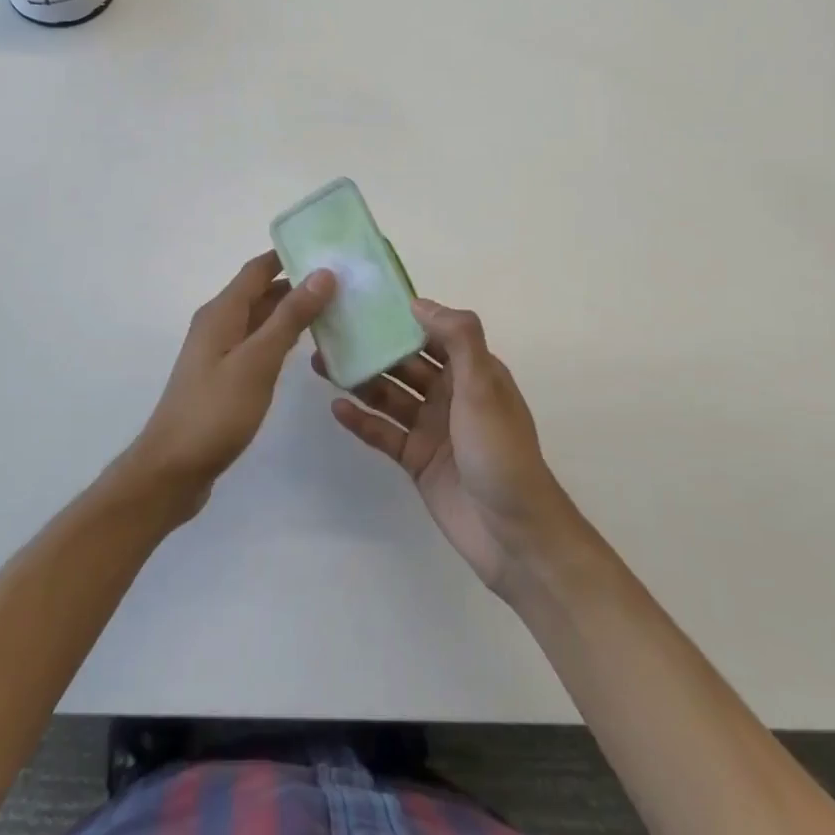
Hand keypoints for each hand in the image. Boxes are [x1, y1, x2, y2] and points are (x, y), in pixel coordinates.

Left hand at [125, 252, 336, 514]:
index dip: (289, 256)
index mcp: (221, 312)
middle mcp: (218, 324)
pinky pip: (257, 344)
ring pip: (260, 319)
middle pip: (260, 292)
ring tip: (334, 310)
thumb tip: (321, 273)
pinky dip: (281, 339)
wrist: (172, 469)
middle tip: (342, 282)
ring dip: (291, 312)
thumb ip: (290, 318)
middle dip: (297, 284)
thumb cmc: (215, 411)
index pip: (258, 269)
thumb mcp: (258, 361)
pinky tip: (305, 348)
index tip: (328, 249)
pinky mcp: (223, 377)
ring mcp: (219, 352)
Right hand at [318, 298, 573, 591]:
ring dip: (360, 379)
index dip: (401, 316)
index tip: (364, 300)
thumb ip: (458, 338)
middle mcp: (450, 394)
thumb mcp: (483, 386)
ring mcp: (431, 427)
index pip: (432, 332)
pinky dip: (361, 420)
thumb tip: (418, 303)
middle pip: (404, 362)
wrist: (513, 534)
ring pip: (389, 395)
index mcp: (472, 371)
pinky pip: (383, 432)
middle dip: (372, 346)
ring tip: (321, 363)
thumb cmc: (500, 451)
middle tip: (331, 331)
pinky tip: (335, 407)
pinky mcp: (416, 459)